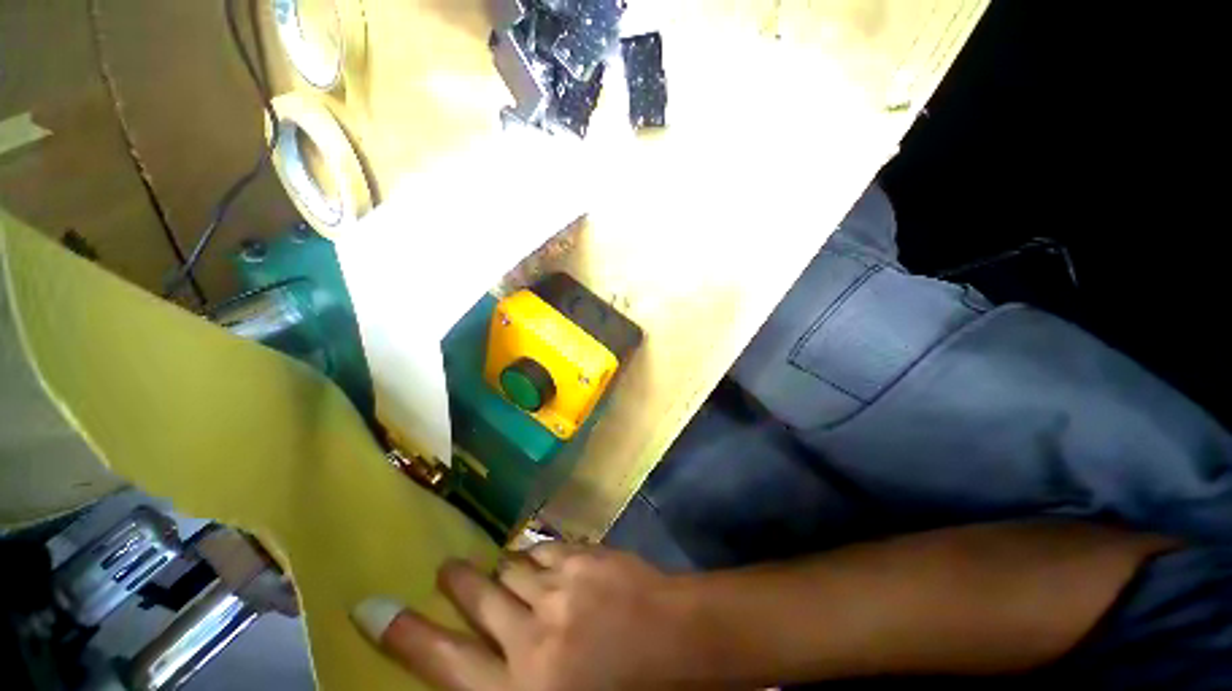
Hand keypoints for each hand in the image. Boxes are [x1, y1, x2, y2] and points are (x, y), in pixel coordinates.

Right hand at [351, 543, 698, 690]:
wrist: (679, 642)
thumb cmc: (624, 690)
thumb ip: (515, 681)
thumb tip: (482, 657)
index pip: (446, 664)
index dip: (405, 635)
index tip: (373, 609)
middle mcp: (531, 639)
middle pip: (477, 599)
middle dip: (458, 582)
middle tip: (448, 570)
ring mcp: (560, 591)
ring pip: (511, 568)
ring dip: (507, 570)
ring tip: (505, 570)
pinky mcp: (582, 558)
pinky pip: (544, 550)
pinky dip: (539, 557)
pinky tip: (545, 563)